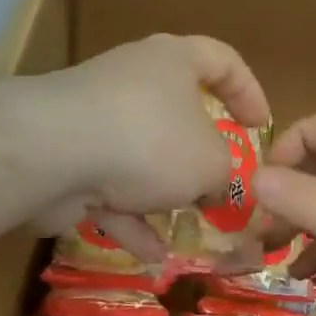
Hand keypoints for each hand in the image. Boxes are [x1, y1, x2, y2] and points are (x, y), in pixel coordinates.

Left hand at [23, 34, 269, 258]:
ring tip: (189, 229)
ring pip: (141, 156)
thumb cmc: (150, 140)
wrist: (53, 152)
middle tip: (221, 185)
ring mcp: (96, 119)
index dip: (249, 91)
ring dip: (164, 193)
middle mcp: (134, 81)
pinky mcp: (68, 156)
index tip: (261, 127)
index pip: (222, 60)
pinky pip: (109, 187)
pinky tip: (153, 255)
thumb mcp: (211, 162)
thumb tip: (218, 187)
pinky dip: (131, 218)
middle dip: (200, 156)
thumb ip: (226, 175)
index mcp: (173, 61)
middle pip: (178, 112)